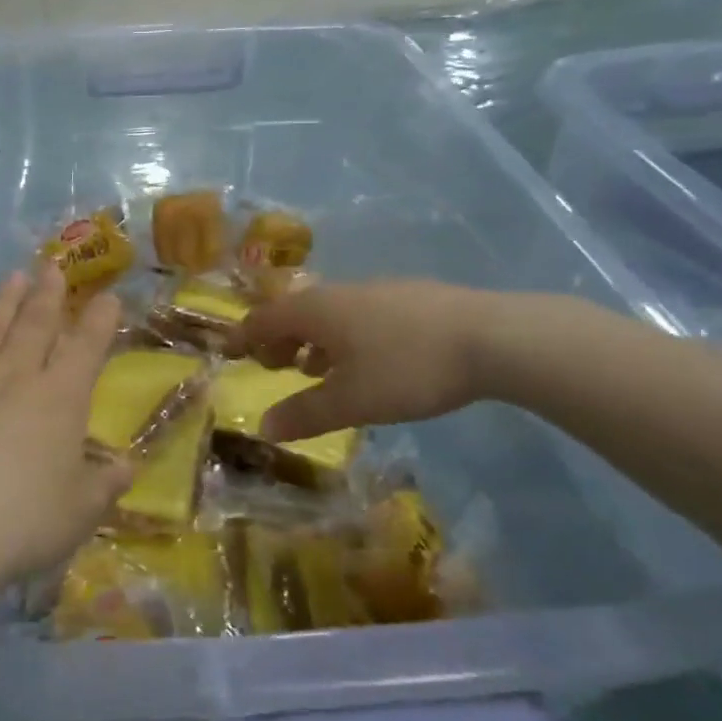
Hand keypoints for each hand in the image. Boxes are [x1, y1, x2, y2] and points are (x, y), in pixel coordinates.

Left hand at [0, 265, 128, 598]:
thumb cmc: (14, 528)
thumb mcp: (76, 516)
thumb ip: (104, 486)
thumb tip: (128, 466)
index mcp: (58, 401)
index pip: (86, 349)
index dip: (99, 321)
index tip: (108, 296)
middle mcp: (14, 375)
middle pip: (36, 325)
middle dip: (49, 295)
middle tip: (53, 266)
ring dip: (6, 300)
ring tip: (16, 276)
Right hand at [236, 280, 496, 438]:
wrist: (494, 338)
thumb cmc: (408, 368)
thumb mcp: (352, 401)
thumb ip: (305, 414)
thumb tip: (264, 428)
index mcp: (315, 311)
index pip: (262, 320)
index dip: (241, 338)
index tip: (227, 353)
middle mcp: (339, 293)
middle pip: (293, 312)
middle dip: (277, 340)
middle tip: (274, 368)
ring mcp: (376, 291)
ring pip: (328, 313)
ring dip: (311, 340)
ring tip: (316, 370)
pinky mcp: (409, 298)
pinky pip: (357, 314)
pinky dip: (343, 336)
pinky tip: (366, 361)